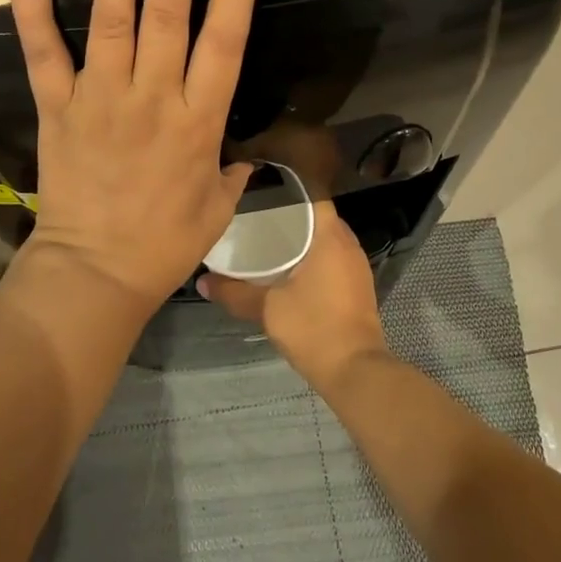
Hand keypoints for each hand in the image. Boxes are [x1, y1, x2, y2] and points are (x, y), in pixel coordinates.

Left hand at [10, 0, 264, 305]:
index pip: (225, 43)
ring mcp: (101, 100)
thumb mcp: (218, 209)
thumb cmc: (165, 244)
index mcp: (199, 121)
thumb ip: (233, 171)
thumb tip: (242, 152)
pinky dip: (34, 17)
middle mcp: (153, 99)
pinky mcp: (59, 111)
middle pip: (167, 15)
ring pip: (112, 23)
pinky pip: (45, 58)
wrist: (95, 276)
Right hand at [198, 202, 389, 389]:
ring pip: (327, 240)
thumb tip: (202, 281)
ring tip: (269, 242)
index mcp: (331, 237)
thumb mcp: (267, 308)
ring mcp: (357, 266)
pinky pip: (333, 259)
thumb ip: (235, 292)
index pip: (313, 196)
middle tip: (258, 218)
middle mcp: (348, 244)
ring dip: (303, 240)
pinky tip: (290, 271)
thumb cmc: (313, 327)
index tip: (263, 193)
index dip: (288, 191)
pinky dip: (314, 258)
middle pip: (319, 218)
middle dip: (291, 217)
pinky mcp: (358, 287)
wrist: (354, 370)